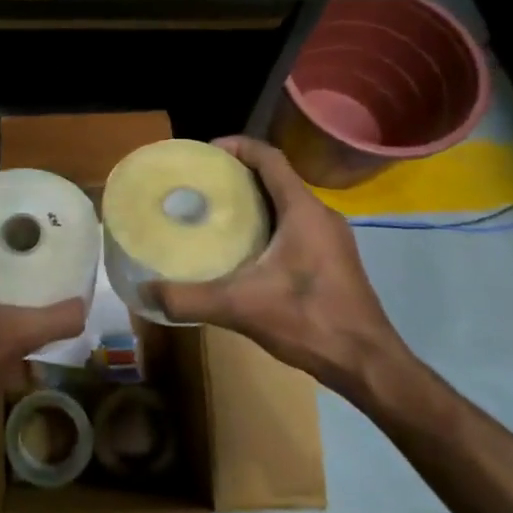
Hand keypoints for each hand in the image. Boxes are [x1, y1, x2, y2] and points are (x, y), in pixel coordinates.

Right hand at [146, 138, 410, 401]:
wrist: (368, 365)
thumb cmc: (310, 321)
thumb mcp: (241, 308)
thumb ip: (190, 299)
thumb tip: (144, 291)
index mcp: (303, 211)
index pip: (270, 158)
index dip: (238, 147)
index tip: (204, 152)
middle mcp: (320, 215)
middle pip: (276, 177)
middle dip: (238, 174)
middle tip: (200, 184)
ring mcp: (330, 239)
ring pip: (286, 203)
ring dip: (253, 201)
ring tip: (215, 212)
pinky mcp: (332, 260)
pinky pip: (294, 225)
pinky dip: (267, 223)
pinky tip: (243, 249)